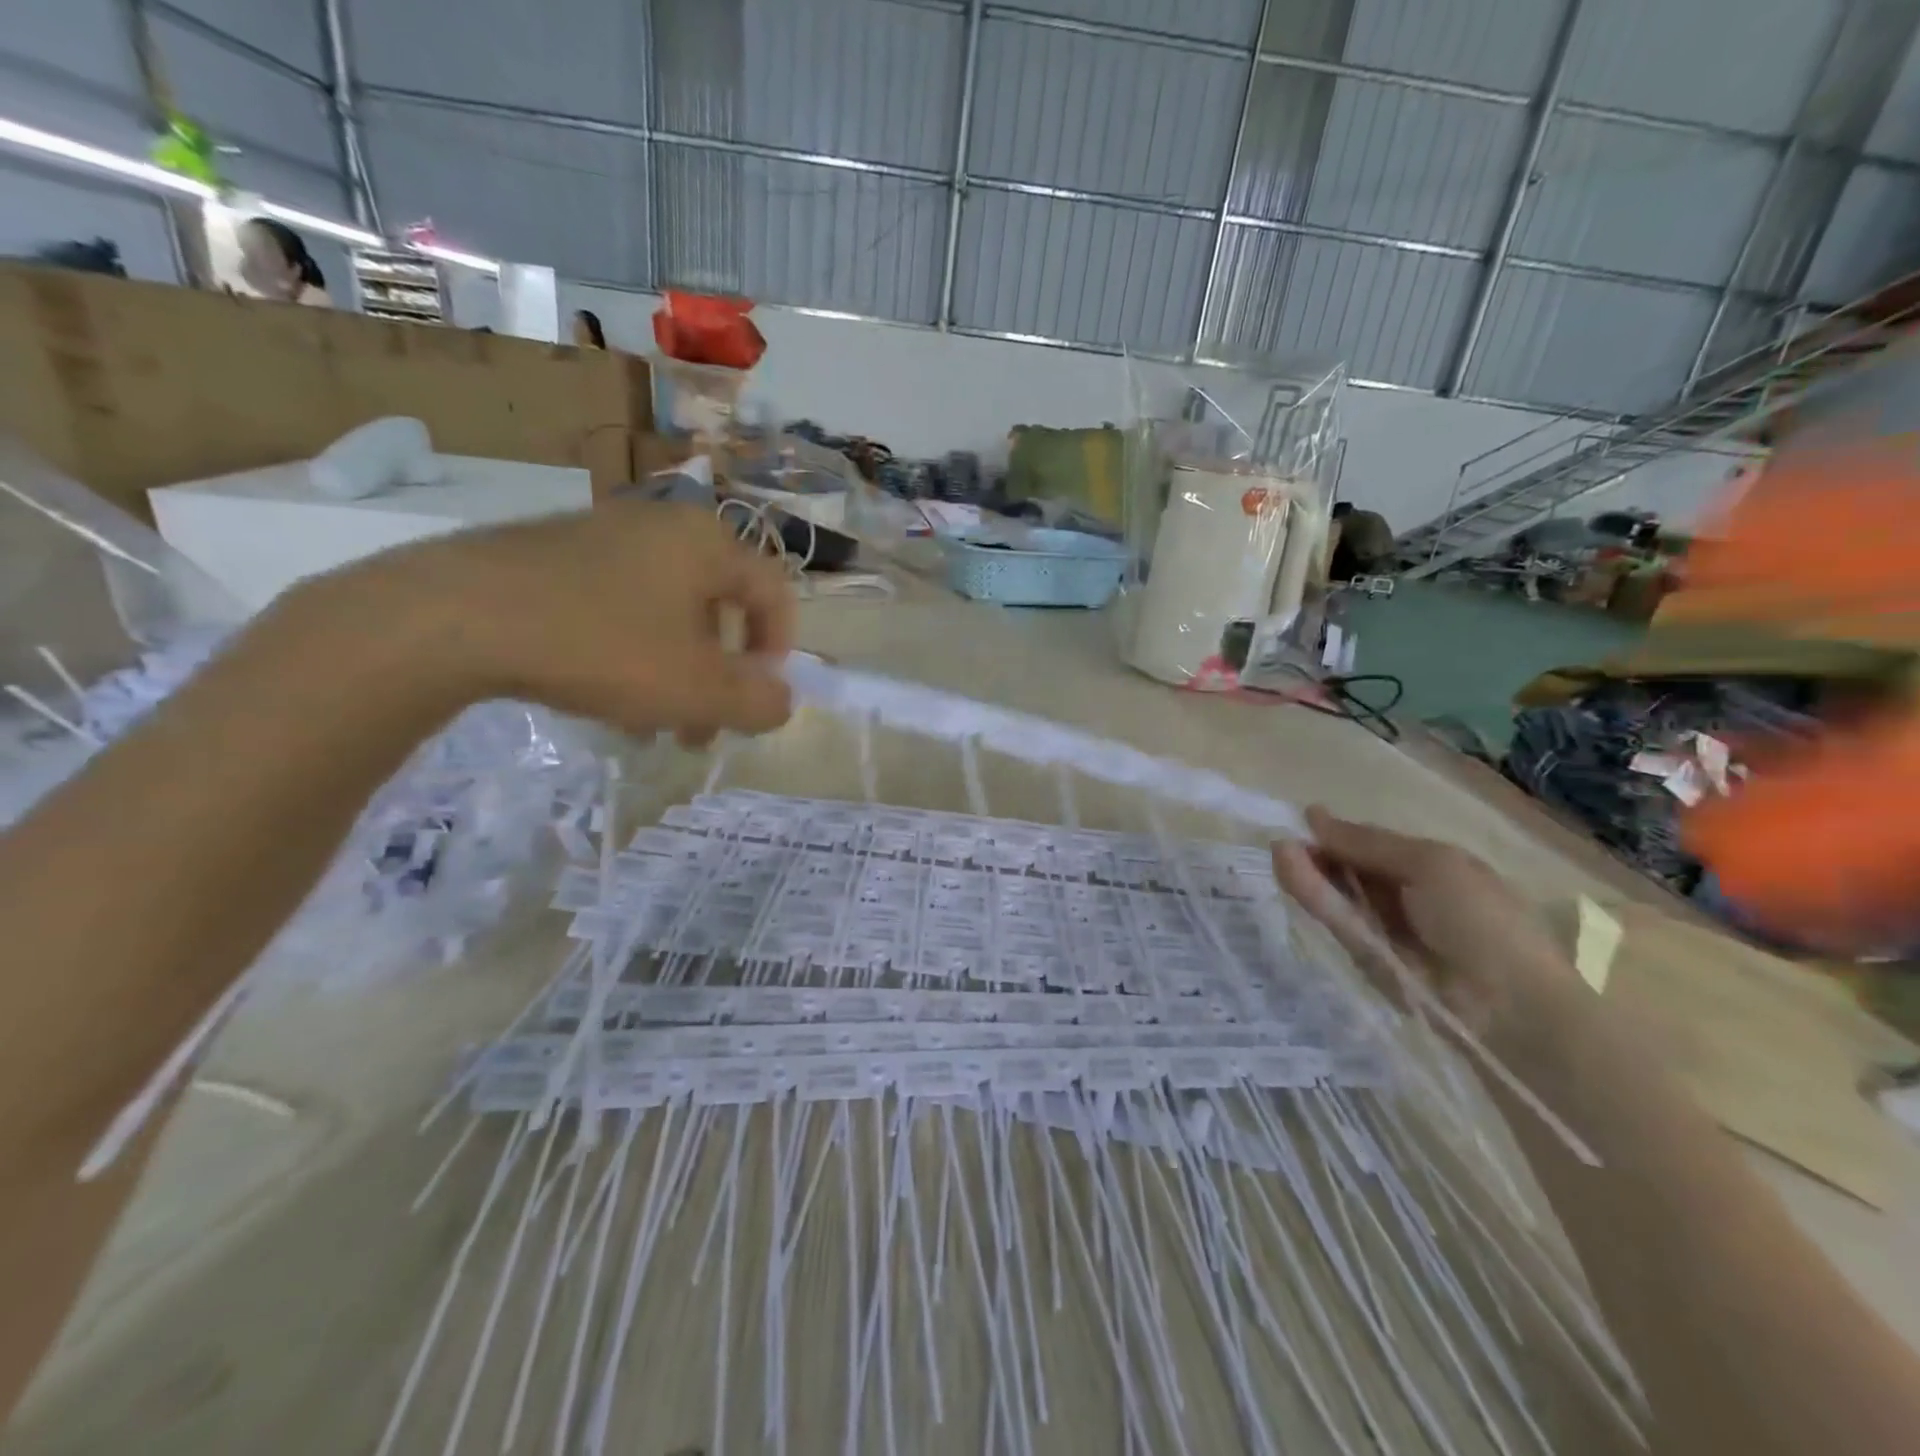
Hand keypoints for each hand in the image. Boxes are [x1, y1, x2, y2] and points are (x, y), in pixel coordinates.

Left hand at [328, 500, 795, 742]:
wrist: (455, 615)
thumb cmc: (603, 646)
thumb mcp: (698, 691)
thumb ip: (759, 703)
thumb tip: (780, 701)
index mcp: (708, 543)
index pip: (774, 593)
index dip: (779, 652)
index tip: (757, 699)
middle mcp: (663, 525)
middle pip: (718, 609)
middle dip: (719, 677)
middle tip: (703, 729)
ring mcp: (603, 534)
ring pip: (666, 614)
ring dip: (675, 674)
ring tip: (651, 727)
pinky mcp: (552, 553)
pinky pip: (617, 606)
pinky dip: (629, 653)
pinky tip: (603, 698)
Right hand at [1272, 806, 1574, 1042]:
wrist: (1509, 1007)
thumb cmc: (1483, 920)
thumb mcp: (1431, 864)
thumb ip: (1368, 842)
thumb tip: (1315, 816)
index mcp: (1435, 870)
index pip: (1376, 847)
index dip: (1342, 834)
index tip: (1305, 820)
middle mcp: (1408, 899)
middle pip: (1352, 870)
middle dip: (1320, 853)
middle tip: (1285, 840)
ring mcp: (1385, 931)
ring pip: (1338, 895)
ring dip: (1308, 872)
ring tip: (1279, 849)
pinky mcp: (1364, 960)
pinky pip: (1336, 921)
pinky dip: (1312, 895)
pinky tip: (1289, 867)